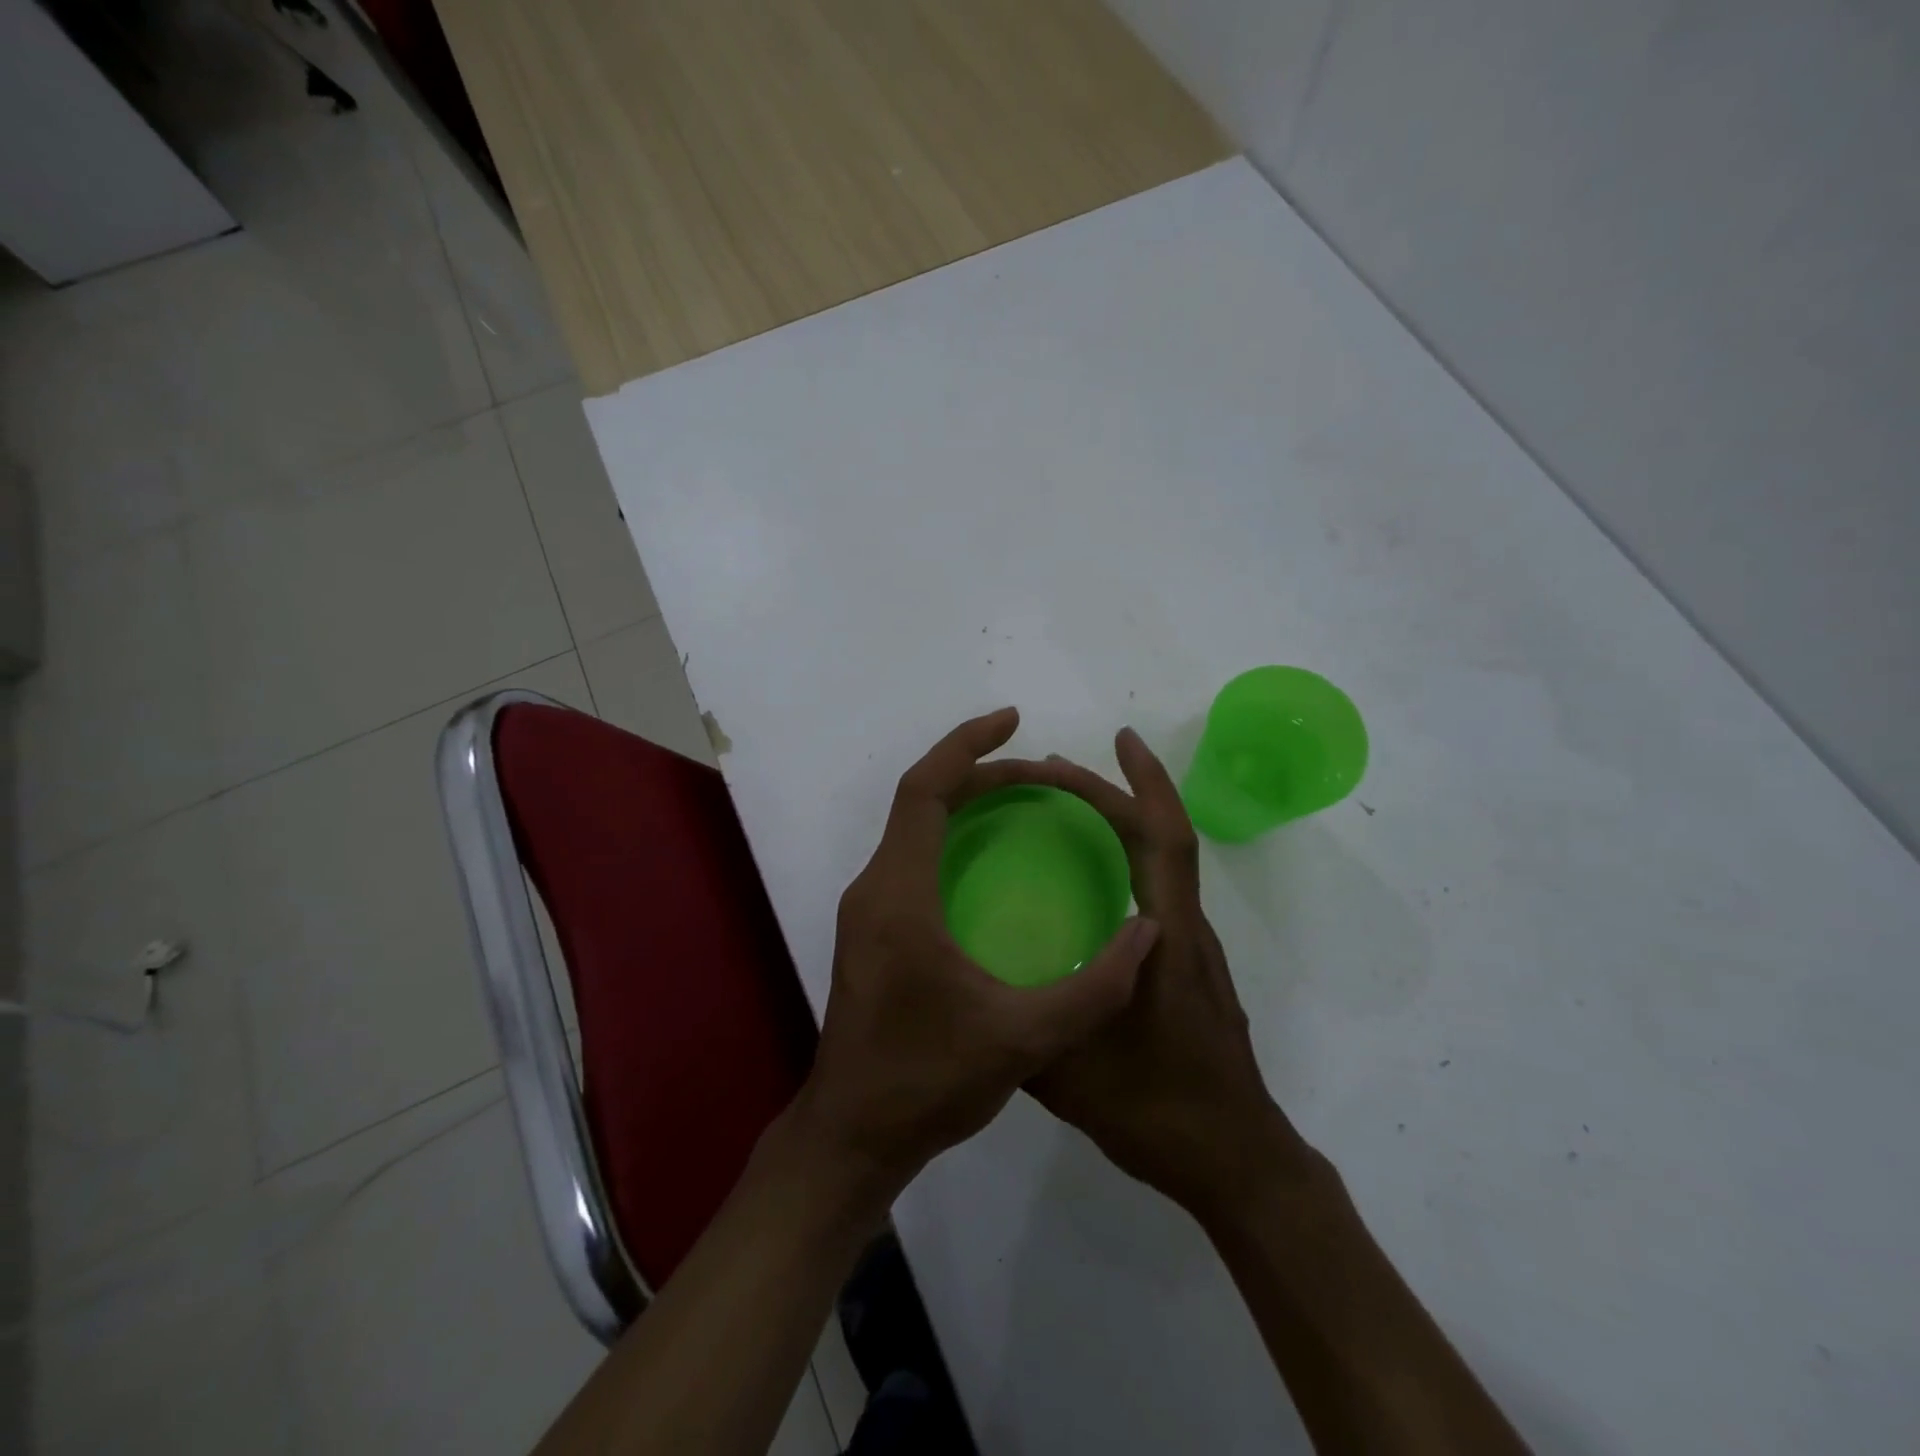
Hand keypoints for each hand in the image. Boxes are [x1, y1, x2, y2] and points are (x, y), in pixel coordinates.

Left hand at [794, 708, 1161, 1197]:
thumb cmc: (927, 1082)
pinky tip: (992, 862)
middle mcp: (874, 888)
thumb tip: (1149, 932)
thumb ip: (1095, 989)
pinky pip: (912, 858)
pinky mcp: (872, 932)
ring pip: (913, 830)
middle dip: (978, 774)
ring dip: (964, 804)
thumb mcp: (1023, 1040)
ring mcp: (867, 910)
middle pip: (921, 802)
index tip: (1012, 720)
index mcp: (898, 896)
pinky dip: (951, 838)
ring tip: (1023, 801)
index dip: (966, 746)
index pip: (925, 791)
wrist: (854, 1134)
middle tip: (1042, 773)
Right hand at [1026, 729, 1308, 1220]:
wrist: (1236, 1162)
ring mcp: (1192, 952)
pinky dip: (1126, 866)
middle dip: (1115, 794)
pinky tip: (1087, 889)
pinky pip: (1158, 897)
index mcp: (1165, 938)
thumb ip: (1022, 1023)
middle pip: (1162, 840)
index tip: (1120, 739)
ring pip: (1162, 868)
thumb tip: (975, 985)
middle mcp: (1184, 931)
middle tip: (1055, 773)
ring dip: (1121, 827)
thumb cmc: (1158, 1110)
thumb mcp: (1069, 1071)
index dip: (1145, 784)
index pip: (1164, 840)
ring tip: (1065, 815)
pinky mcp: (1189, 973)